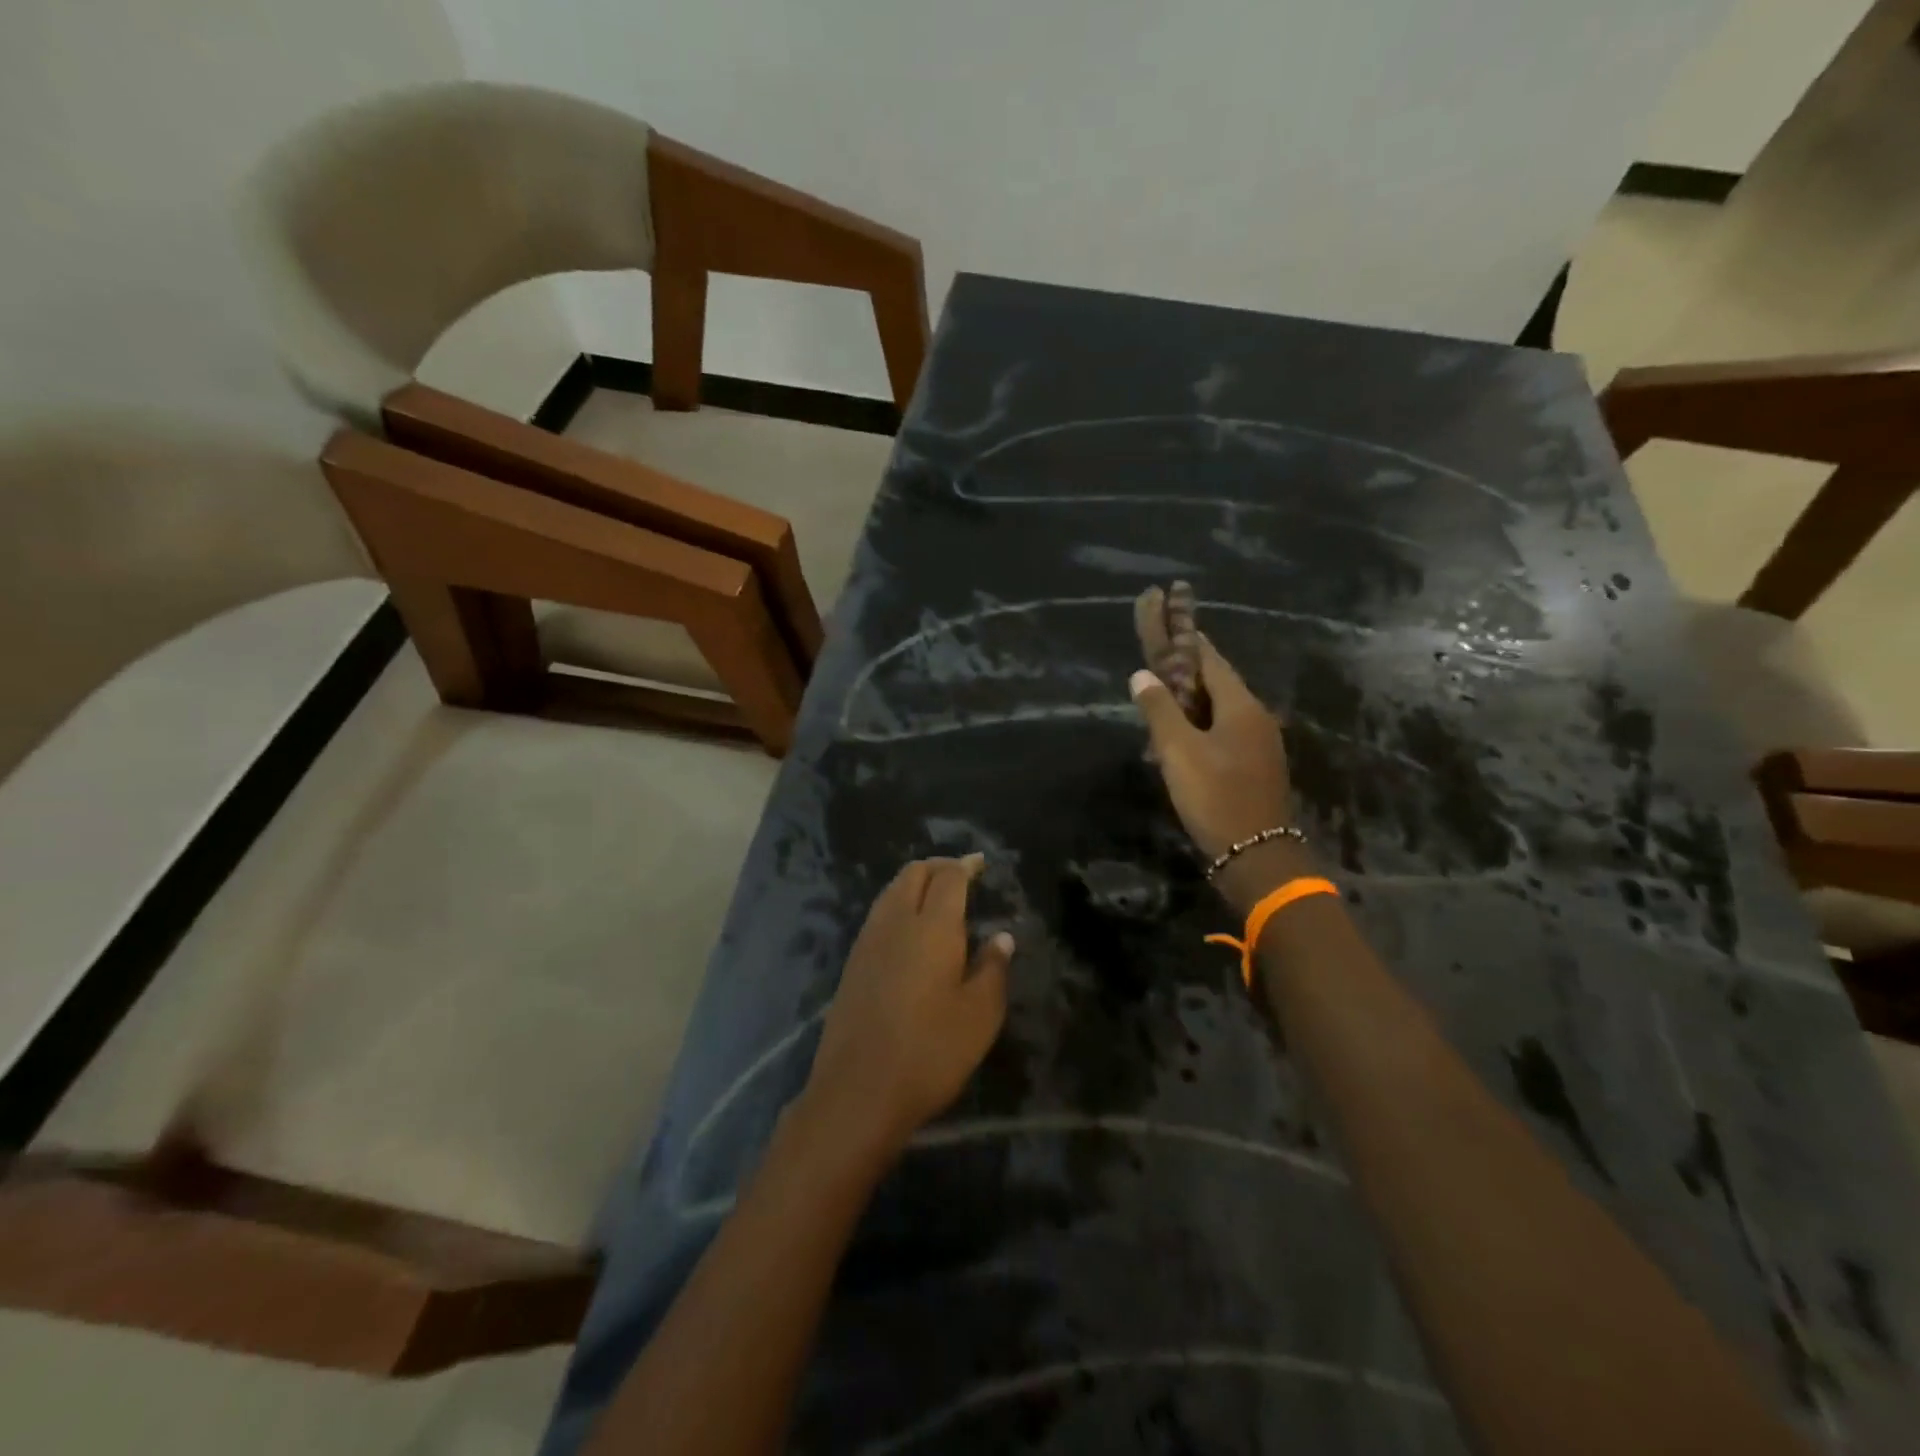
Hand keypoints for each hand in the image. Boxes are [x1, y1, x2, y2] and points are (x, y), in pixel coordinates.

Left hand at [802, 856, 1013, 1158]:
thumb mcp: (980, 1015)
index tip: (979, 862)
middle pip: (913, 874)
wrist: (858, 1090)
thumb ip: (993, 969)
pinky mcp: (852, 962)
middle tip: (960, 874)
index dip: (966, 865)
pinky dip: (897, 904)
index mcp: (933, 927)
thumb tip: (1001, 937)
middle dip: (937, 866)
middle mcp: (896, 922)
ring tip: (935, 896)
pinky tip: (909, 929)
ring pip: (891, 891)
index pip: (949, 877)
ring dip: (914, 882)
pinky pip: (878, 914)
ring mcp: (868, 941)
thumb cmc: (930, 1051)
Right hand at [1131, 635, 1294, 865]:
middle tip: (1157, 661)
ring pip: (1220, 711)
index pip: (1211, 660)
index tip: (1169, 619)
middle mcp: (1256, 718)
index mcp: (1241, 706)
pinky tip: (1180, 739)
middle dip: (1187, 671)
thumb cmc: (1214, 795)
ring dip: (1191, 702)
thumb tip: (1142, 675)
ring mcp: (1259, 744)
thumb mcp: (1178, 750)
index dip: (1187, 641)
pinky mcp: (1255, 767)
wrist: (1255, 854)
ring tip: (1161, 700)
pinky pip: (1225, 733)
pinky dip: (1201, 726)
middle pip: (1217, 683)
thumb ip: (1159, 709)